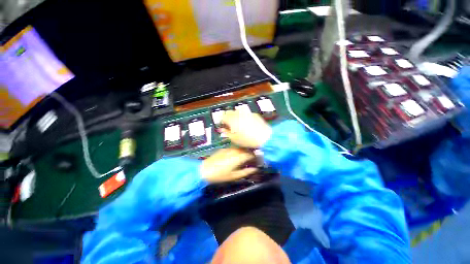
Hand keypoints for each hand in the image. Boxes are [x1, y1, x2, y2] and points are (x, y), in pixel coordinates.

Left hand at [200, 148, 257, 182]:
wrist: (205, 170)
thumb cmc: (220, 175)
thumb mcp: (234, 176)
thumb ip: (246, 172)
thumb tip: (255, 169)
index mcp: (239, 157)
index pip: (251, 154)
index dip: (256, 156)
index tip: (258, 160)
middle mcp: (235, 150)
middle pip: (246, 149)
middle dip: (251, 153)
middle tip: (253, 159)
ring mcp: (229, 148)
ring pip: (241, 148)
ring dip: (245, 151)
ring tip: (246, 158)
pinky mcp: (225, 148)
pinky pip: (234, 148)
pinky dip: (238, 151)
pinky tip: (237, 155)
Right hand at [220, 110, 271, 147]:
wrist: (264, 137)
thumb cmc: (248, 140)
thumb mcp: (234, 139)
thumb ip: (226, 133)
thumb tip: (221, 130)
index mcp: (232, 120)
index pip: (223, 117)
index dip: (221, 120)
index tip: (223, 124)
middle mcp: (239, 114)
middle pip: (229, 112)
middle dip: (227, 117)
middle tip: (229, 124)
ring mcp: (246, 113)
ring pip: (237, 111)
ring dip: (235, 116)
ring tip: (238, 123)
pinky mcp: (253, 114)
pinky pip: (245, 113)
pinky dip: (243, 116)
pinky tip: (246, 123)